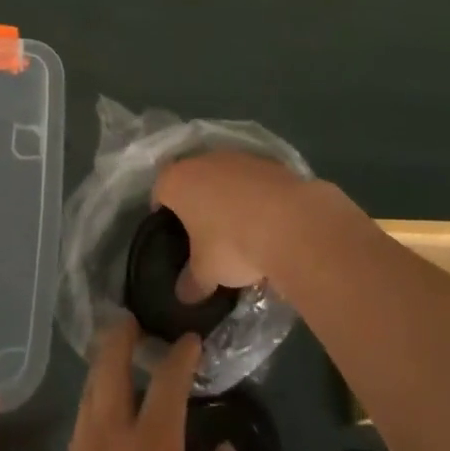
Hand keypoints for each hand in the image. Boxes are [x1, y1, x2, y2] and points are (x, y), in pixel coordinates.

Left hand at [42, 317, 248, 450]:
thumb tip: (225, 449)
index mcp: (151, 446)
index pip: (167, 380)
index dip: (181, 354)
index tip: (192, 339)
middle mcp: (111, 436)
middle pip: (109, 366)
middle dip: (121, 336)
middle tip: (133, 319)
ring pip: (89, 390)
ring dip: (104, 364)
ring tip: (118, 355)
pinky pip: (81, 418)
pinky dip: (93, 396)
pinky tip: (104, 408)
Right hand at [153, 150, 309, 298]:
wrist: (290, 222)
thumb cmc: (232, 243)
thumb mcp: (206, 273)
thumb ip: (191, 282)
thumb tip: (184, 294)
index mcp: (179, 180)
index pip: (159, 191)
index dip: (162, 212)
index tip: (170, 233)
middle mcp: (205, 159)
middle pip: (193, 179)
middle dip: (196, 203)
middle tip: (201, 234)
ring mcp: (238, 156)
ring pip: (224, 177)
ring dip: (227, 198)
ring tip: (237, 230)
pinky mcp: (268, 162)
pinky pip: (251, 181)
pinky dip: (253, 196)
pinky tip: (263, 222)